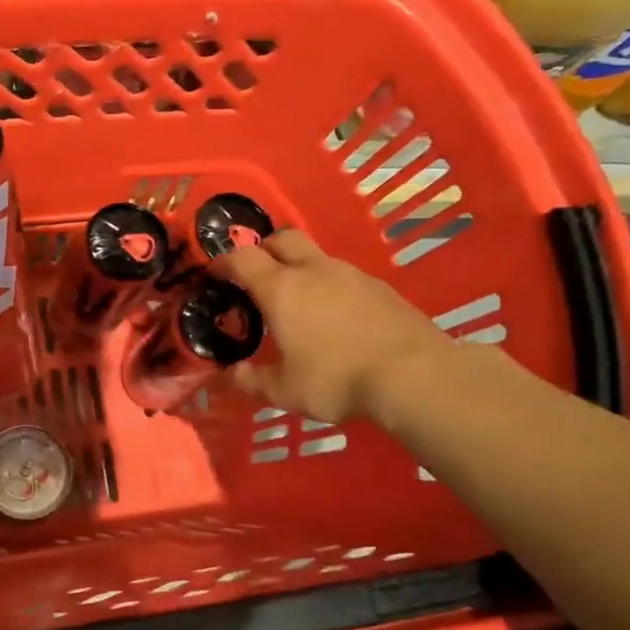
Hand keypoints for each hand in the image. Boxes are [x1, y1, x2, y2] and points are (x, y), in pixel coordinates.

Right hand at [216, 229, 453, 425]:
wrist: (415, 376)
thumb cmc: (336, 379)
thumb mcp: (283, 390)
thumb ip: (250, 380)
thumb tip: (229, 374)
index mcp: (281, 289)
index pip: (242, 258)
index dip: (224, 262)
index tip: (215, 274)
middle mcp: (314, 271)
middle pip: (282, 238)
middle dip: (263, 249)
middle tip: (255, 274)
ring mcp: (351, 275)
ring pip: (316, 256)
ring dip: (299, 268)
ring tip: (296, 300)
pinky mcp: (380, 287)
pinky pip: (344, 276)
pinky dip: (329, 286)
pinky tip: (335, 316)